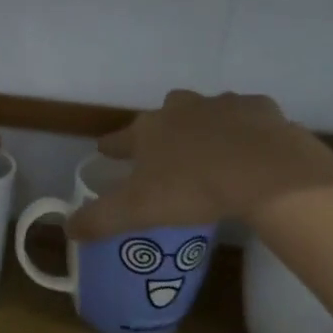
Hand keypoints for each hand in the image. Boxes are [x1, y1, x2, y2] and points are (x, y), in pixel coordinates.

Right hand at [67, 90, 332, 240]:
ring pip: (206, 111)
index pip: (119, 138)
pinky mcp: (260, 109)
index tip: (106, 152)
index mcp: (148, 131)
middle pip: (164, 114)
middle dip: (162, 130)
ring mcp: (222, 104)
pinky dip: (246, 129)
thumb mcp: (136, 211)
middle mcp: (181, 109)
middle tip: (167, 154)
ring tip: (212, 153)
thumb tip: (68, 228)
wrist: (264, 170)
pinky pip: (247, 116)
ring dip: (205, 127)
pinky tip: (251, 149)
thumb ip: (99, 219)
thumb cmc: (192, 189)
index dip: (112, 148)